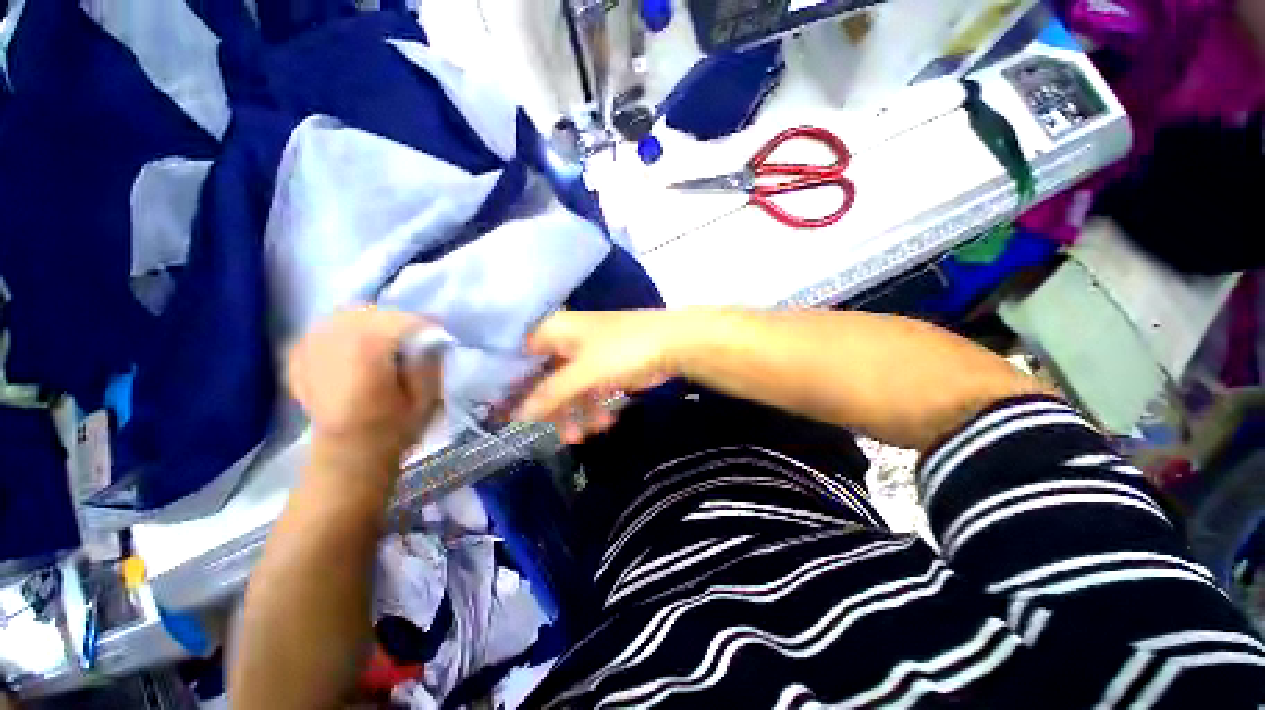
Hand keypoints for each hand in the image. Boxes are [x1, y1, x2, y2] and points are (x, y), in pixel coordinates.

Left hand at [287, 307, 441, 466]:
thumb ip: (428, 362)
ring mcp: (310, 348)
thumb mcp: (425, 398)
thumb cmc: (393, 428)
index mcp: (366, 353)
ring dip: (371, 322)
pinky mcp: (299, 356)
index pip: (400, 321)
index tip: (440, 334)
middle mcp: (333, 343)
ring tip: (387, 339)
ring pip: (346, 315)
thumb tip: (430, 337)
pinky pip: (325, 327)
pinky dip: (345, 330)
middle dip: (398, 320)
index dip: (424, 324)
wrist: (348, 453)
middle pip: (372, 312)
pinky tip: (357, 345)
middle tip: (415, 336)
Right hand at [515, 310, 693, 443]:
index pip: (518, 357)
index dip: (510, 384)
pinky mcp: (605, 369)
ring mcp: (586, 356)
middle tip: (550, 435)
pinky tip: (605, 422)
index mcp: (552, 331)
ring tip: (583, 436)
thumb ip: (549, 394)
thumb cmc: (622, 350)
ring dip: (575, 414)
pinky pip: (589, 392)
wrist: (672, 344)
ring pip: (569, 389)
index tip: (504, 414)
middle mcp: (565, 341)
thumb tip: (516, 416)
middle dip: (550, 409)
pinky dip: (594, 409)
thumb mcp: (582, 372)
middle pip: (544, 378)